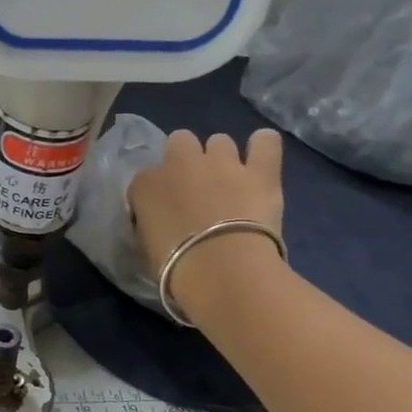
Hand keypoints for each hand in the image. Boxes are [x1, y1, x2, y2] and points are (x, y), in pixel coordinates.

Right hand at [128, 130, 285, 318]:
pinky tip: (262, 159)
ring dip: (222, 157)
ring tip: (231, 182)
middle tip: (196, 188)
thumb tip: (158, 223)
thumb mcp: (145, 247)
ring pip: (220, 141)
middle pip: (180, 141)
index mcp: (146, 184)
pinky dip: (264, 147)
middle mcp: (181, 162)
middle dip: (187, 159)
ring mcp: (222, 162)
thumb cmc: (175, 268)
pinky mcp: (260, 171)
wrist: (221, 270)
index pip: (146, 178)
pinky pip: (266, 141)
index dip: (157, 194)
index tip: (164, 213)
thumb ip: (149, 225)